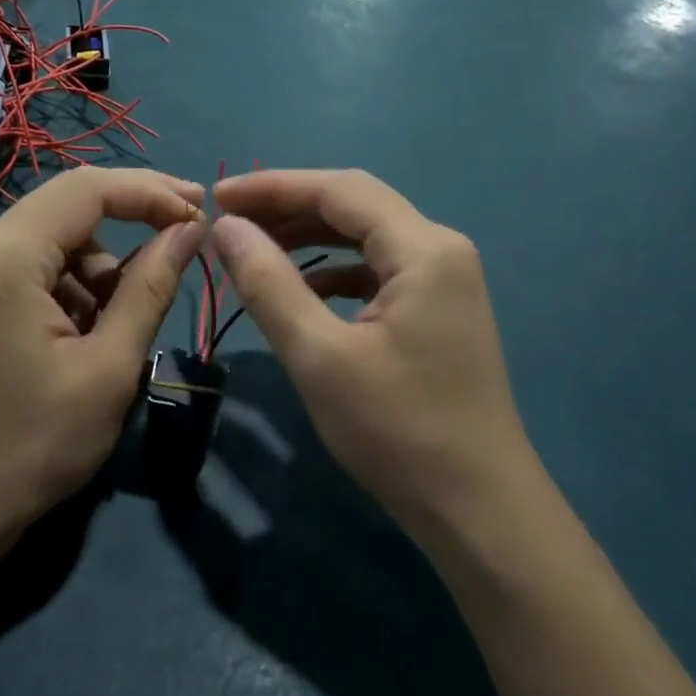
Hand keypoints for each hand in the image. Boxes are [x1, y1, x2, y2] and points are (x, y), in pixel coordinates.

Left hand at [0, 168, 205, 553]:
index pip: (88, 190)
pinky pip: (33, 267)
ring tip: (120, 326)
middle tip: (185, 238)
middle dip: (132, 219)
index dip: (152, 191)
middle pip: (69, 206)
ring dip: (100, 267)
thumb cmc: (30, 448)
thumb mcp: (108, 369)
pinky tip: (83, 336)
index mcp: (5, 258)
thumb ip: (151, 288)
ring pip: (55, 239)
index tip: (201, 207)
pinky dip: (71, 287)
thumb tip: (191, 229)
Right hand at [211, 170, 529, 539]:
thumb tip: (228, 228)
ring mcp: (445, 281)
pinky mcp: (439, 310)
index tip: (217, 196)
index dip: (273, 186)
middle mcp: (441, 250)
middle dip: (289, 207)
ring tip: (254, 248)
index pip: (339, 189)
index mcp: (424, 249)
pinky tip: (303, 290)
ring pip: (366, 237)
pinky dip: (334, 271)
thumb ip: (269, 283)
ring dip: (309, 238)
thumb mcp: (318, 356)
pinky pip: (378, 270)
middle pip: (356, 206)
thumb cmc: (397, 431)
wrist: (478, 509)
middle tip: (229, 222)